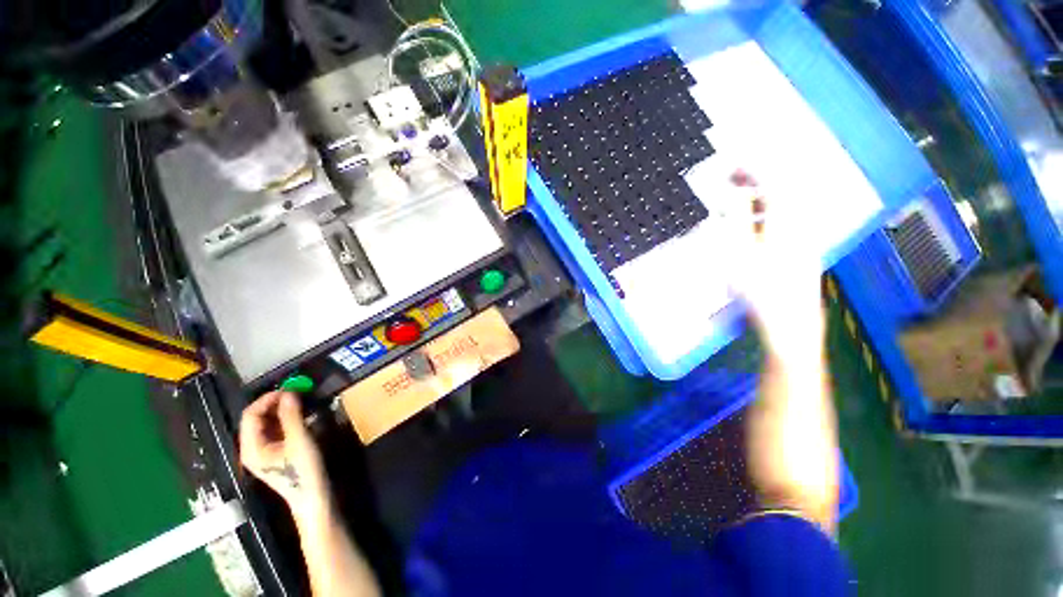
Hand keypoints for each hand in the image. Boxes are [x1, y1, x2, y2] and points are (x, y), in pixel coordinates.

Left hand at [240, 391, 331, 519]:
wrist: (312, 497)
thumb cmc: (303, 471)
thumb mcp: (299, 440)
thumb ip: (292, 415)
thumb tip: (289, 392)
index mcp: (251, 447)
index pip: (251, 415)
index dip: (267, 399)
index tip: (289, 388)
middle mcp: (252, 448)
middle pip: (257, 418)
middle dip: (275, 403)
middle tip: (297, 392)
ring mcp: (263, 452)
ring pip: (267, 423)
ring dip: (282, 410)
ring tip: (301, 401)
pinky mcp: (275, 453)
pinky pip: (276, 430)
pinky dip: (286, 419)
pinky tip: (301, 415)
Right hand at [721, 171, 824, 356]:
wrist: (790, 324)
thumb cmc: (760, 290)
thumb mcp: (739, 254)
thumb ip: (736, 220)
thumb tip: (733, 194)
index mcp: (788, 221)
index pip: (774, 182)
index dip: (753, 167)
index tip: (731, 161)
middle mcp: (801, 224)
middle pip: (783, 189)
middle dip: (757, 178)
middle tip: (731, 176)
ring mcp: (804, 237)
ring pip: (784, 205)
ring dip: (760, 195)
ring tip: (737, 196)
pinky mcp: (801, 250)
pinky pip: (785, 219)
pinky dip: (766, 211)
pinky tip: (752, 221)